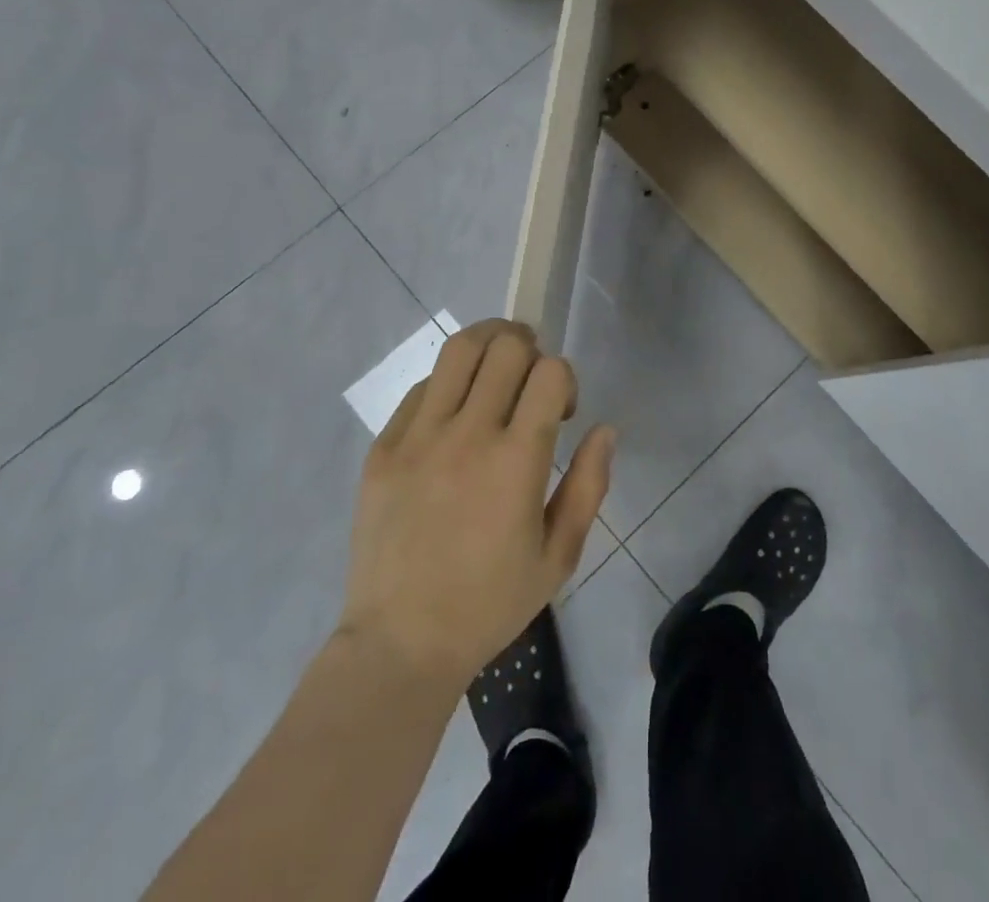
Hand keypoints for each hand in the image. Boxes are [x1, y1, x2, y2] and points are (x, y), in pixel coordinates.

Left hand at [335, 320, 615, 693]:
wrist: (400, 643)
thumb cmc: (490, 604)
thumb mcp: (559, 556)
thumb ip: (589, 485)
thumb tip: (604, 428)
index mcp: (517, 462)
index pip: (550, 372)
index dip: (564, 378)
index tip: (560, 411)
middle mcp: (468, 435)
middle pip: (506, 347)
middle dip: (529, 352)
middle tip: (529, 383)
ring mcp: (418, 437)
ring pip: (458, 350)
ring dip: (487, 345)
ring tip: (495, 368)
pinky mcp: (383, 447)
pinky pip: (421, 388)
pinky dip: (447, 386)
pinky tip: (452, 417)